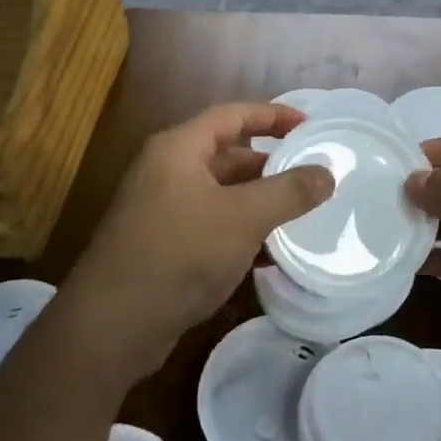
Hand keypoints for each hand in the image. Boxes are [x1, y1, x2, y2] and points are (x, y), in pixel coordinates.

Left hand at [59, 103, 333, 388]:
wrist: (112, 325)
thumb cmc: (180, 253)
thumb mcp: (243, 217)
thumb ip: (289, 192)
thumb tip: (328, 172)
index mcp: (179, 148)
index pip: (233, 115)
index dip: (273, 115)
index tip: (310, 126)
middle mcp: (167, 170)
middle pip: (227, 153)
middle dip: (270, 163)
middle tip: (311, 175)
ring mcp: (162, 208)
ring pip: (221, 192)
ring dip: (258, 200)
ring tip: (300, 213)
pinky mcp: (163, 244)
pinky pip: (211, 223)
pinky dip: (240, 229)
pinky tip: (269, 251)